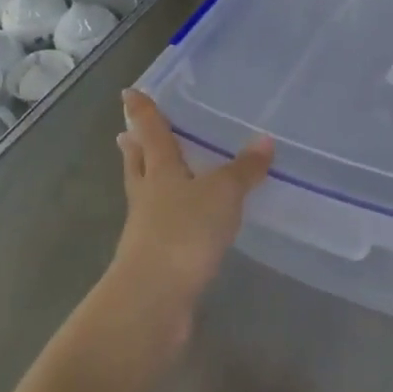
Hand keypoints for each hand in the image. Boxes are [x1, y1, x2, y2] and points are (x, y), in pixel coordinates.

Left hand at [109, 90, 272, 345]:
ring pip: (147, 194)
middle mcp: (148, 195)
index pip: (150, 132)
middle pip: (139, 163)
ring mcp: (147, 229)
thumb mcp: (223, 194)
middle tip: (127, 132)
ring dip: (148, 180)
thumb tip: (266, 140)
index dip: (142, 111)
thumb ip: (244, 169)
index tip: (129, 92)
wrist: (154, 298)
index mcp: (160, 170)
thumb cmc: (184, 232)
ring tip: (155, 171)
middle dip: (135, 147)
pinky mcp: (157, 258)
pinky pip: (164, 225)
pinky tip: (185, 219)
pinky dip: (170, 215)